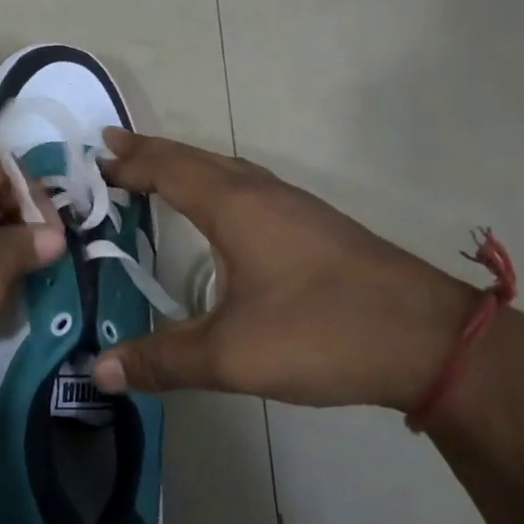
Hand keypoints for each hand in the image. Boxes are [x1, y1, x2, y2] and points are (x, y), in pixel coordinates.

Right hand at [93, 131, 477, 409]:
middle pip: (194, 158)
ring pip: (224, 169)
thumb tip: (99, 371)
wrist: (431, 340)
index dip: (128, 162)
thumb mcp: (233, 355)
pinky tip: (218, 212)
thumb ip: (163, 360)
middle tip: (112, 151)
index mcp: (234, 204)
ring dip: (184, 165)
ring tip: (153, 173)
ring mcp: (293, 206)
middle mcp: (261, 192)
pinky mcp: (314, 225)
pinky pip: (246, 187)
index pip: (166, 168)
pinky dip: (213, 185)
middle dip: (150, 153)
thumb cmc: (322, 331)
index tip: (93, 157)